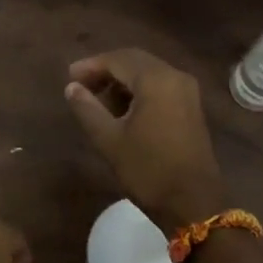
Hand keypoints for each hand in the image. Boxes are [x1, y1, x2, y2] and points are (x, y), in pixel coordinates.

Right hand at [64, 48, 227, 229]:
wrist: (193, 202)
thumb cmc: (148, 170)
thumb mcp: (110, 140)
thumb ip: (87, 108)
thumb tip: (71, 87)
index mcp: (156, 80)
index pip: (118, 59)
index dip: (91, 65)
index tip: (69, 77)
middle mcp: (175, 77)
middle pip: (135, 61)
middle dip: (107, 70)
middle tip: (81, 85)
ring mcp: (187, 92)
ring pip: (149, 74)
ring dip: (122, 81)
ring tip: (98, 100)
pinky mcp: (191, 108)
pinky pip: (161, 87)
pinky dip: (139, 91)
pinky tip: (122, 109)